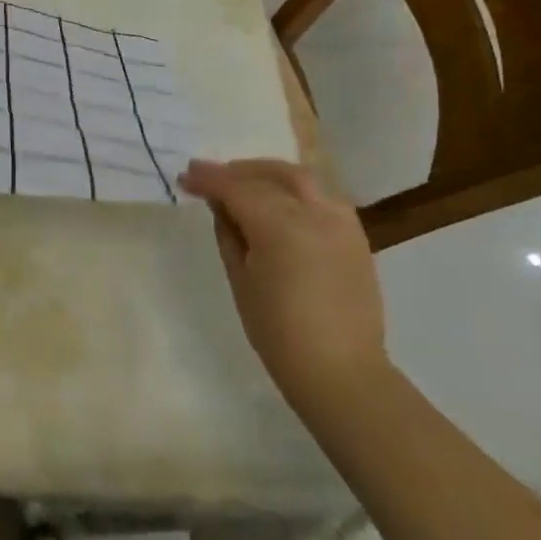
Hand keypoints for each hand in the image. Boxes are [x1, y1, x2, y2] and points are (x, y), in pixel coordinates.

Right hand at [178, 158, 388, 417]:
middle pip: (272, 174)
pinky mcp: (355, 236)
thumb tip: (221, 204)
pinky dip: (294, 191)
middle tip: (209, 175)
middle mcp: (315, 214)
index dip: (208, 179)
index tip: (185, 178)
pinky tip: (278, 203)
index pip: (236, 188)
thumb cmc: (276, 329)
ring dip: (268, 175)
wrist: (339, 369)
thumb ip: (229, 232)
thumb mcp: (240, 278)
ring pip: (301, 180)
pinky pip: (321, 198)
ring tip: (243, 183)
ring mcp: (341, 223)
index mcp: (281, 226)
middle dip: (238, 170)